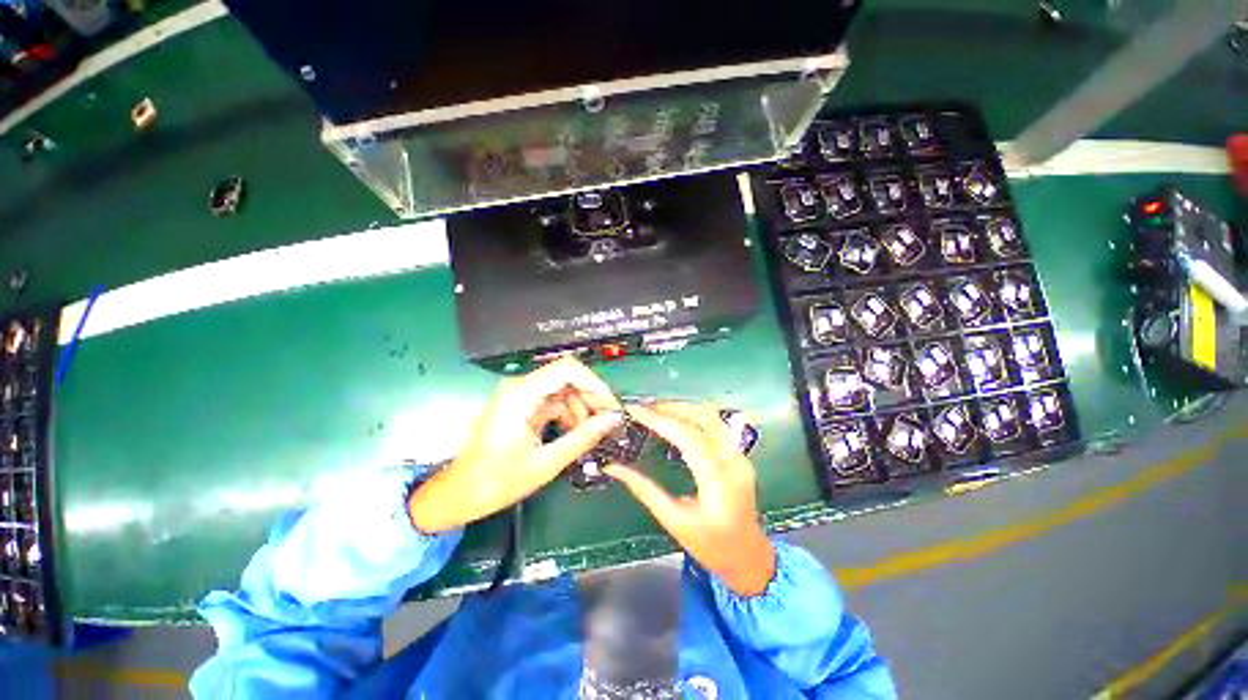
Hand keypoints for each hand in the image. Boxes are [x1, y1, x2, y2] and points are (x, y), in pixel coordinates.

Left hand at [409, 358, 622, 532]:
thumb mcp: (546, 462)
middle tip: (606, 423)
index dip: (594, 384)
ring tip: (590, 435)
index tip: (610, 406)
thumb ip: (583, 437)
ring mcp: (520, 396)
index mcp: (522, 394)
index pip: (567, 369)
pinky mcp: (521, 406)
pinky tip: (574, 435)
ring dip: (580, 409)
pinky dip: (567, 415)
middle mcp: (520, 387)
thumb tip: (613, 420)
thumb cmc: (497, 481)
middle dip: (589, 399)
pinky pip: (553, 403)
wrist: (459, 495)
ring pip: (562, 391)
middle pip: (566, 378)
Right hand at [606, 402, 776, 596]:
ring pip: (713, 417)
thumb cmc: (710, 546)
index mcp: (719, 484)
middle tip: (645, 407)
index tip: (636, 410)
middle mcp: (734, 463)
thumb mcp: (674, 521)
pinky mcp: (739, 455)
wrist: (749, 558)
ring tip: (656, 410)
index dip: (660, 420)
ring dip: (684, 408)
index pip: (689, 438)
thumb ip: (644, 490)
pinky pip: (716, 425)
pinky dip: (693, 416)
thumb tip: (614, 467)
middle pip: (705, 417)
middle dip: (673, 407)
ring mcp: (741, 457)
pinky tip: (675, 420)